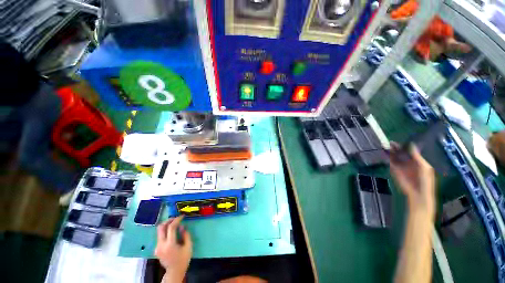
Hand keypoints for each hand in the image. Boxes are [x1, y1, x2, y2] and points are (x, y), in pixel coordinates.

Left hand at [155, 216, 191, 282]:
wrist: (174, 272)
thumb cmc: (183, 259)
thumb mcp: (188, 246)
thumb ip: (186, 235)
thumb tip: (182, 226)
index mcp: (170, 244)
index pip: (171, 227)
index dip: (177, 220)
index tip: (182, 216)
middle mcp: (161, 245)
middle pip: (161, 228)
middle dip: (168, 220)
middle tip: (175, 218)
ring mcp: (157, 247)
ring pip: (159, 231)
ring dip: (166, 225)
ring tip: (174, 224)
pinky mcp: (156, 249)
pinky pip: (160, 236)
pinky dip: (165, 231)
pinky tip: (171, 232)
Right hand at [389, 142, 435, 214]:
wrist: (417, 193)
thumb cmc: (424, 180)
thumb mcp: (424, 167)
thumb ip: (417, 156)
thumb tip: (412, 145)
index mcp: (417, 161)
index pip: (409, 151)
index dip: (405, 146)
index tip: (400, 141)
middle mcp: (408, 162)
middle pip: (401, 153)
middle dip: (396, 148)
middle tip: (390, 142)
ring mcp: (401, 166)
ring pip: (395, 157)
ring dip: (390, 152)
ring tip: (385, 146)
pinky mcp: (395, 170)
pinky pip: (391, 162)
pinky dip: (387, 157)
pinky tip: (385, 153)